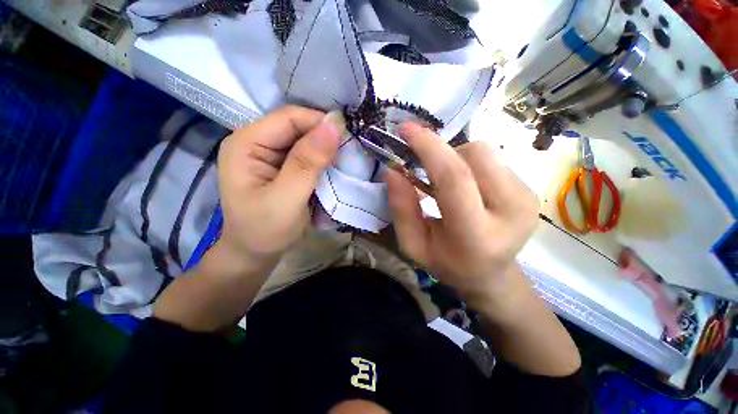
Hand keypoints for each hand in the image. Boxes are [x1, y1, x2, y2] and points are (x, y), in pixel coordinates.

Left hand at [216, 106, 340, 272]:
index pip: (289, 118)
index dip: (320, 123)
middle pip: (297, 126)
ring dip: (326, 148)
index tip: (348, 138)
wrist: (255, 253)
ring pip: (305, 139)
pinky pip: (307, 154)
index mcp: (247, 144)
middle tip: (350, 151)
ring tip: (346, 158)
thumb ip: (307, 163)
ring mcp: (270, 154)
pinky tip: (335, 166)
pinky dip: (323, 159)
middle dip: (325, 137)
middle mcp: (256, 142)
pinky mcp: (282, 166)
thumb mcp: (286, 199)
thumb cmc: (265, 231)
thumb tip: (333, 126)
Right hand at [385, 123, 538, 307]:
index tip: (407, 130)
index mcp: (476, 235)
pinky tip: (468, 188)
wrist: (492, 275)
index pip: (454, 178)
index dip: (429, 148)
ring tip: (449, 184)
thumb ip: (402, 209)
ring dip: (457, 160)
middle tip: (428, 170)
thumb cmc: (447, 263)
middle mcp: (511, 213)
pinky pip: (494, 160)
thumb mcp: (414, 244)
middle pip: (475, 155)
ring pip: (485, 153)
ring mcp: (526, 200)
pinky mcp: (531, 192)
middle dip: (444, 153)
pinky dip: (471, 166)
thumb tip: (393, 171)